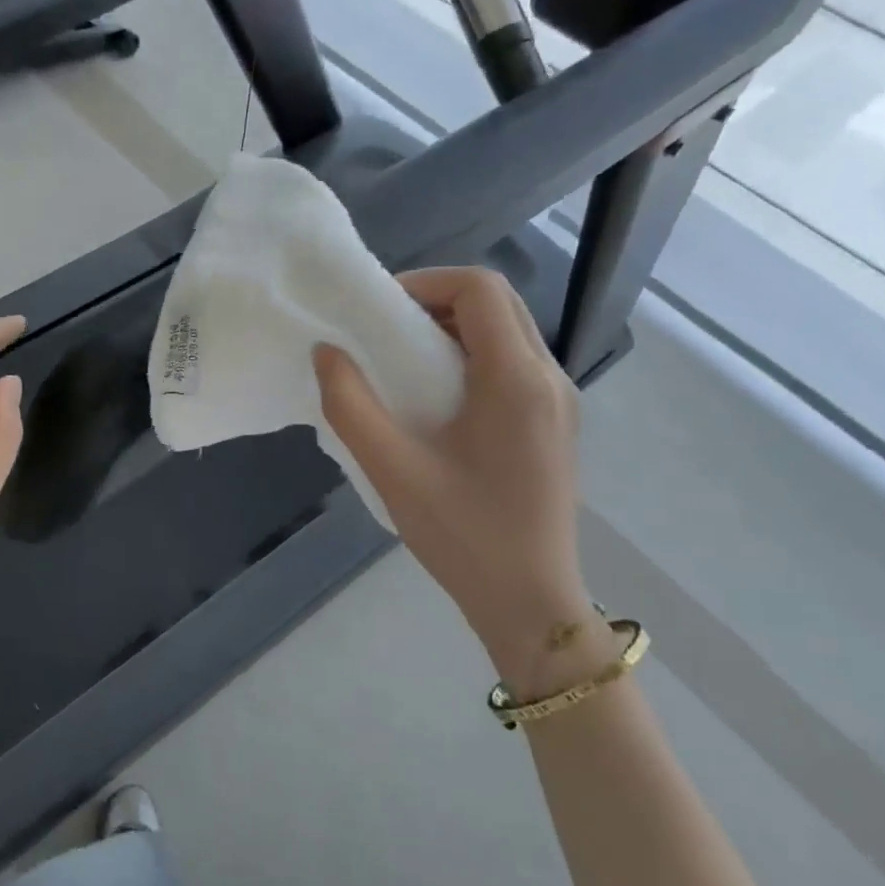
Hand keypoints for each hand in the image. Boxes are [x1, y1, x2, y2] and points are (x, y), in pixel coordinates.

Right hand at [313, 267, 611, 694]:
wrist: (531, 603)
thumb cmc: (463, 536)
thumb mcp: (393, 470)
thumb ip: (350, 405)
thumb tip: (326, 352)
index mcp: (516, 380)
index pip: (481, 288)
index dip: (426, 281)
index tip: (379, 310)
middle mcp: (548, 378)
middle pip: (497, 302)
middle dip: (437, 300)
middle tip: (385, 330)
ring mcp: (558, 401)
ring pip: (507, 331)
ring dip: (454, 328)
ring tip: (403, 361)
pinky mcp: (555, 423)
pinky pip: (513, 363)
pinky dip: (471, 356)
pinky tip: (436, 398)